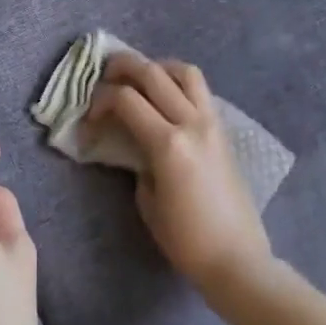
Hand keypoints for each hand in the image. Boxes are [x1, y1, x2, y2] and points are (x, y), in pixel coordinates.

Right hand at [87, 54, 273, 299]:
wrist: (236, 258)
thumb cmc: (185, 240)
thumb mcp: (148, 200)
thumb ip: (137, 161)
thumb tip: (133, 141)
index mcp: (168, 144)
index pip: (126, 100)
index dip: (100, 101)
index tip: (89, 118)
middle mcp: (191, 123)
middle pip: (152, 73)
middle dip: (122, 67)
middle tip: (104, 75)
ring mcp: (211, 123)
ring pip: (184, 72)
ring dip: (157, 67)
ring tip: (139, 78)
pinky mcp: (223, 130)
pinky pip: (200, 90)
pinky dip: (178, 82)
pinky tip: (164, 97)